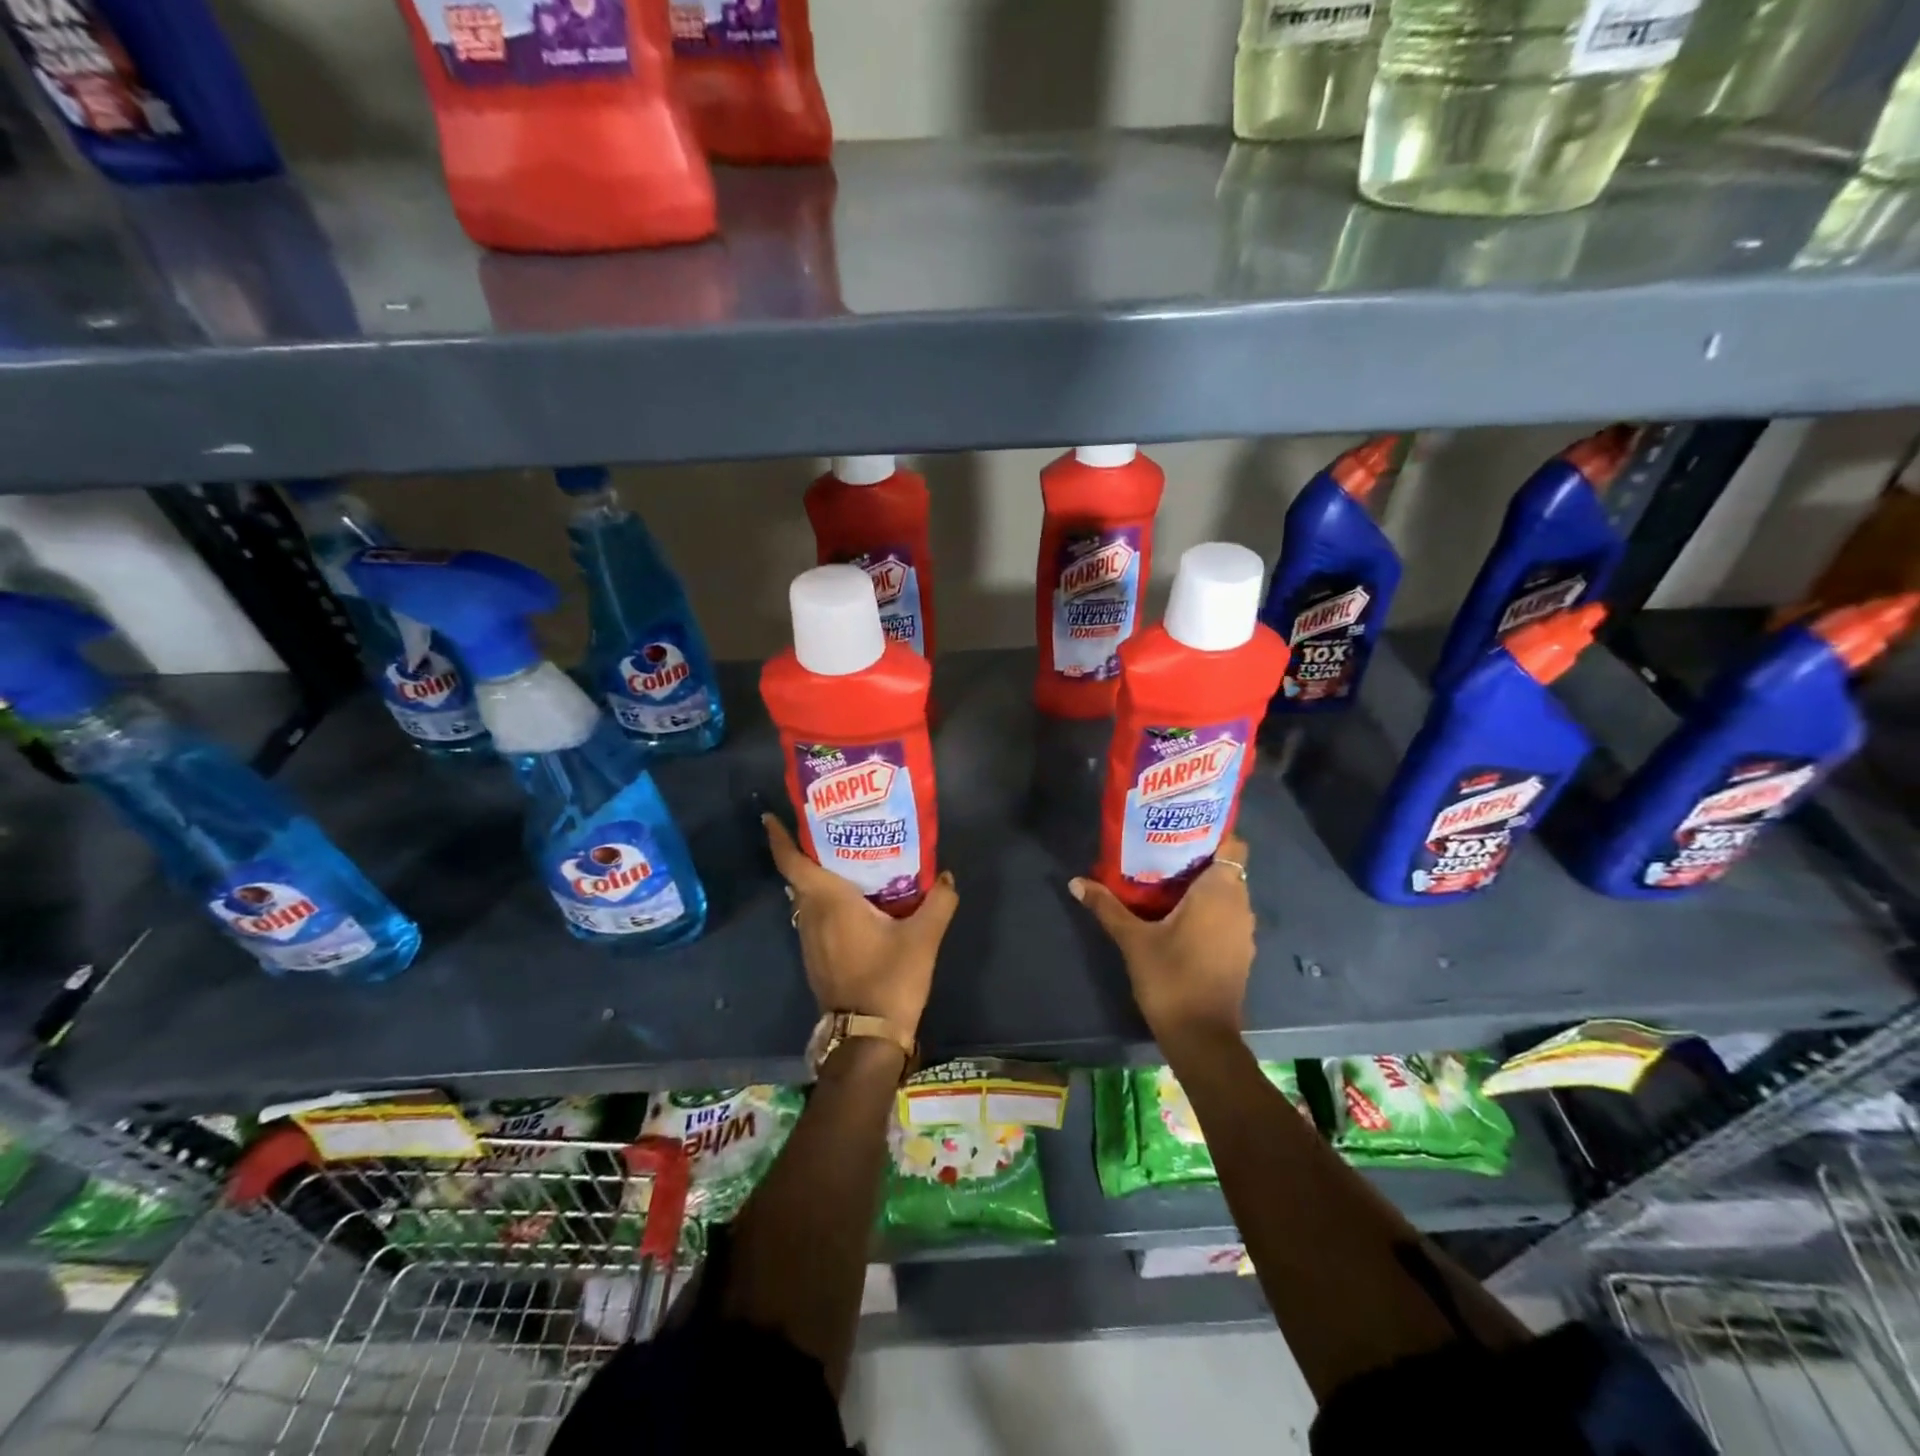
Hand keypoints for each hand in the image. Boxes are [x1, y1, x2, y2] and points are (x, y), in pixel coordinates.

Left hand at [764, 813, 958, 1035]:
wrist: (867, 1038)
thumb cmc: (889, 979)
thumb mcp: (923, 938)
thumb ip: (939, 902)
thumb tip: (946, 875)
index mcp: (829, 902)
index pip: (793, 863)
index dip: (780, 838)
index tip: (771, 816)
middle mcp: (811, 916)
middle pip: (800, 876)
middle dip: (809, 850)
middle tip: (832, 826)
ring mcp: (809, 940)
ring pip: (807, 898)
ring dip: (818, 877)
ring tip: (846, 857)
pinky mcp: (816, 958)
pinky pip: (814, 917)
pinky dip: (825, 901)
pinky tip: (853, 901)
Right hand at [1070, 835, 1254, 1047]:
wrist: (1202, 1037)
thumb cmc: (1171, 978)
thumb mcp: (1132, 940)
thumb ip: (1107, 906)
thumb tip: (1076, 881)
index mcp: (1220, 891)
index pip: (1233, 843)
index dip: (1213, 830)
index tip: (1183, 825)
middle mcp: (1239, 905)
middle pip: (1227, 866)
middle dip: (1199, 856)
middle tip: (1162, 848)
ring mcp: (1243, 931)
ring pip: (1227, 892)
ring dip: (1203, 884)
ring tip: (1165, 877)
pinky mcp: (1239, 951)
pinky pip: (1227, 914)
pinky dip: (1208, 908)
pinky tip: (1177, 913)